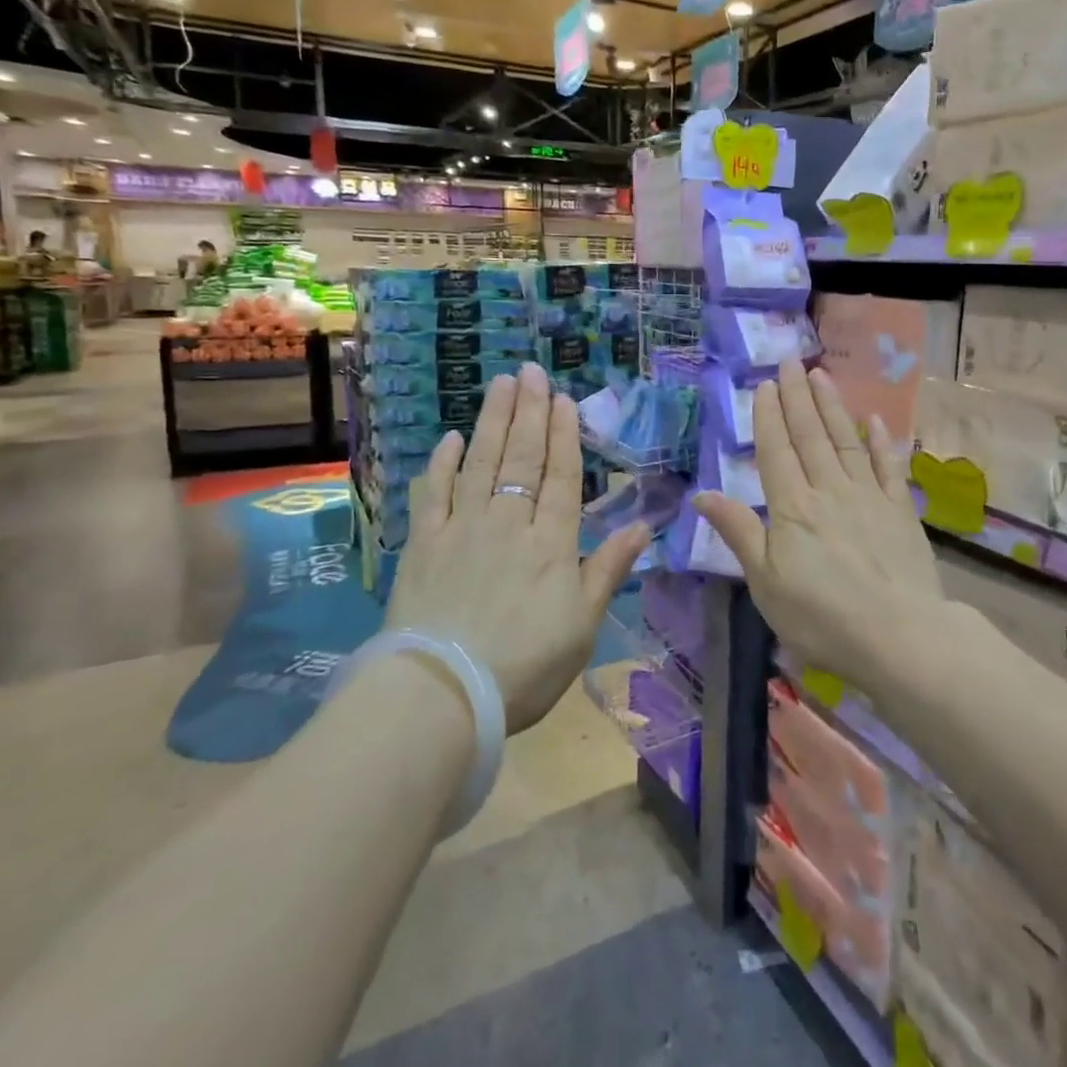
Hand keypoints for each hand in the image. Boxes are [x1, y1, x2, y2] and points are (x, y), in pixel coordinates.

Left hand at [388, 363, 648, 732]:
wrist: (442, 694)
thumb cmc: (524, 666)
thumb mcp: (582, 625)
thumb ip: (608, 569)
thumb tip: (643, 525)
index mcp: (551, 543)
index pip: (560, 477)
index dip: (563, 435)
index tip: (563, 398)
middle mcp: (508, 523)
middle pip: (521, 458)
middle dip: (529, 412)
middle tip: (531, 371)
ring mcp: (462, 529)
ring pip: (481, 463)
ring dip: (492, 421)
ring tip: (501, 385)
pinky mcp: (423, 544)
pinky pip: (433, 493)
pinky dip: (442, 463)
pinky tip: (451, 438)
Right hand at [693, 360, 945, 696]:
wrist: (899, 636)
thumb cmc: (821, 617)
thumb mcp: (765, 582)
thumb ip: (738, 532)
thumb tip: (701, 494)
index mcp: (793, 508)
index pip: (777, 451)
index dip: (769, 416)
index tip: (765, 385)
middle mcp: (829, 490)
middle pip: (810, 435)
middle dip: (797, 397)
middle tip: (790, 362)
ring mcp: (868, 496)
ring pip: (846, 441)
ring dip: (832, 407)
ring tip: (820, 375)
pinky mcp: (900, 510)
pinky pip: (887, 466)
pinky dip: (880, 441)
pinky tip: (874, 419)